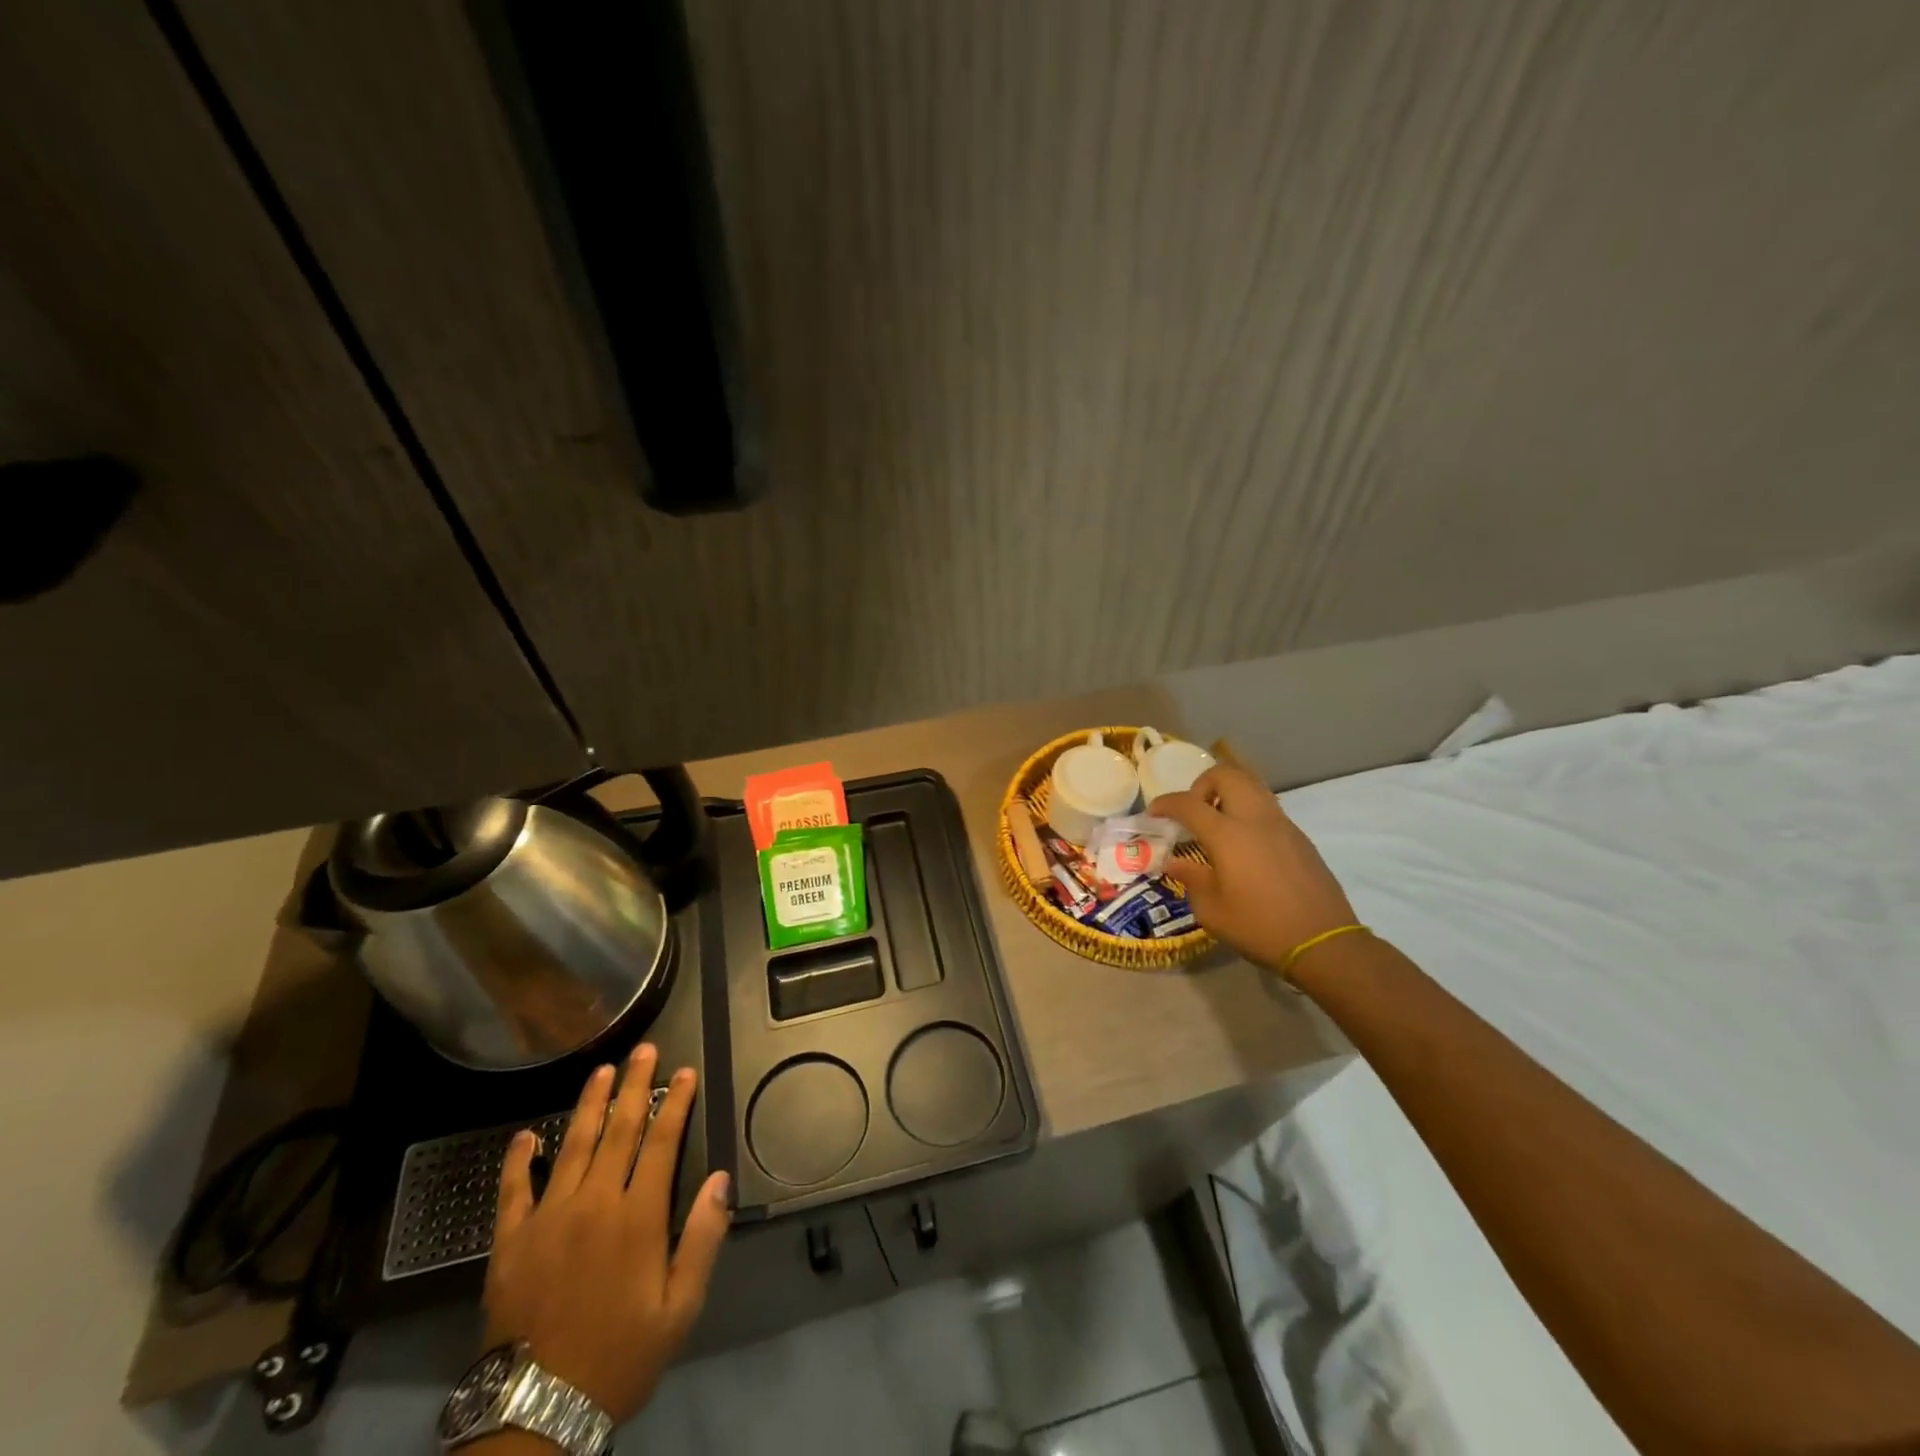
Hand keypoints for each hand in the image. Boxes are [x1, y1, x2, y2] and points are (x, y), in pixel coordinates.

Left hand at [482, 1042, 731, 1425]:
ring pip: (573, 1145)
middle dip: (634, 1086)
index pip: (662, 1141)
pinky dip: (518, 1159)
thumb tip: (721, 1179)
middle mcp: (594, 1203)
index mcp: (638, 1217)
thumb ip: (703, 1239)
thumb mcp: (680, 1308)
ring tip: (602, 1070)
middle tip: (644, 1050)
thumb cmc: (620, 1357)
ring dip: (589, 1104)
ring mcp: (548, 1217)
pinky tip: (525, 1134)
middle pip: (619, 1130)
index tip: (684, 1072)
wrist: (536, 1412)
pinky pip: (514, 1189)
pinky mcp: (510, 1241)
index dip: (675, 1102)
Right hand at [1150, 764, 1356, 974]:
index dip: (1166, 804)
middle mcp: (1255, 819)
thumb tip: (1176, 862)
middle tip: (1194, 811)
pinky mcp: (1299, 837)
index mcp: (1228, 835)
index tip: (1154, 814)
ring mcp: (1282, 825)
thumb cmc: (1259, 928)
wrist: (1323, 943)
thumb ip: (1191, 879)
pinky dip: (1248, 810)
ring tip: (1217, 822)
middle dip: (1202, 784)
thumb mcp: (1212, 911)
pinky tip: (1243, 844)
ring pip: (1252, 784)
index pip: (1188, 804)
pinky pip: (1267, 806)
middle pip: (1226, 775)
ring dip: (1228, 792)